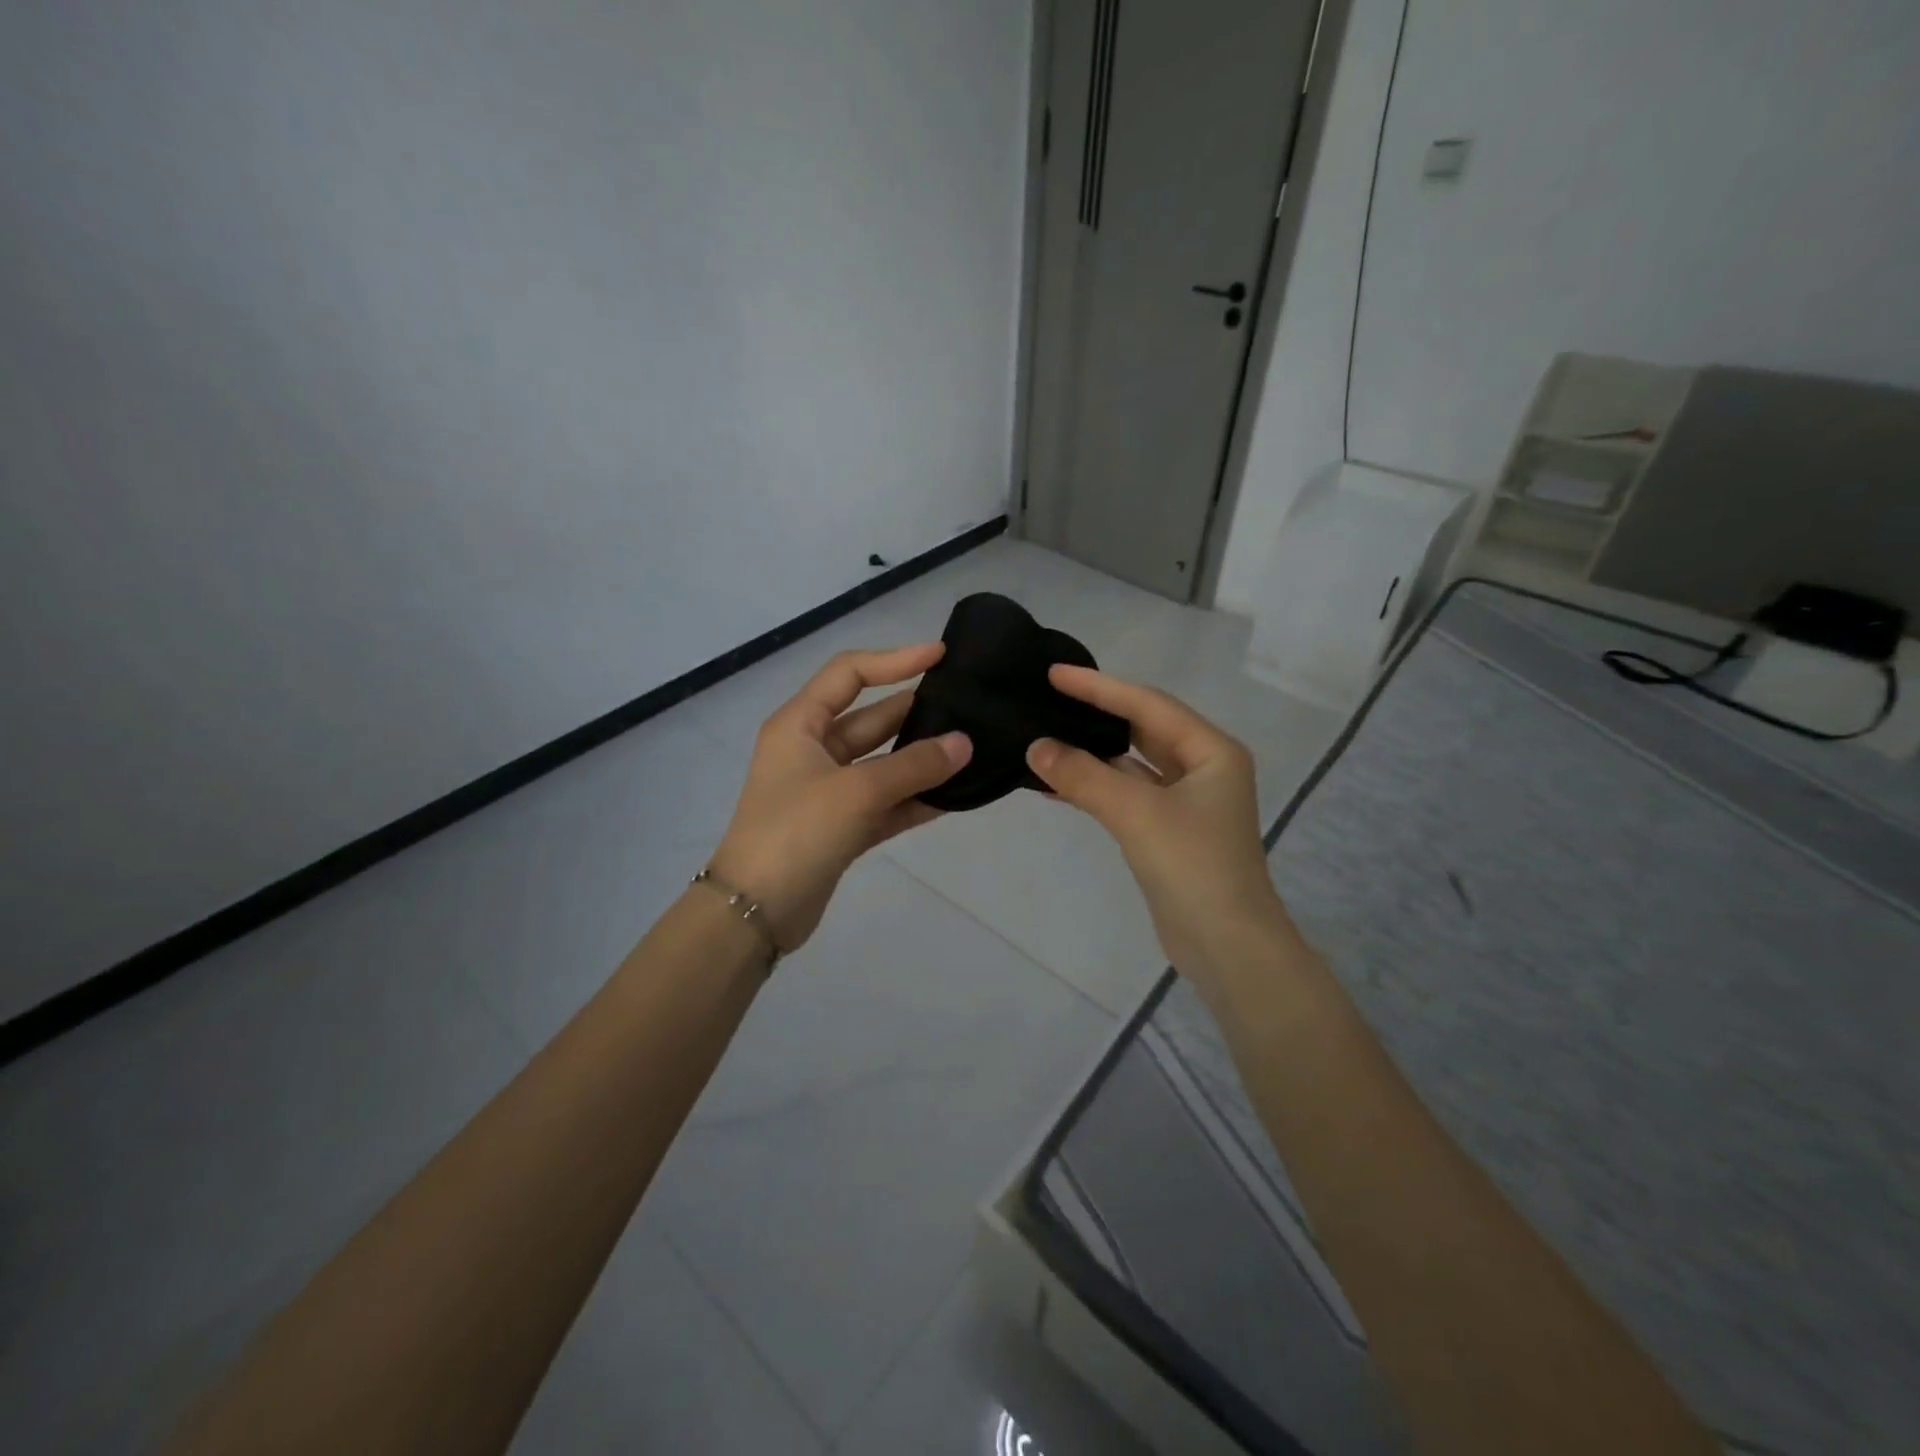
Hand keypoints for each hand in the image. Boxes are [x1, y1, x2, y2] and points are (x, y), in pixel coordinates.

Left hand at [710, 645, 970, 950]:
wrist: (755, 912)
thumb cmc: (797, 832)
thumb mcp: (857, 791)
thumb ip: (914, 765)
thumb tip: (965, 743)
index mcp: (800, 724)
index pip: (850, 674)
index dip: (895, 659)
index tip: (940, 657)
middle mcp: (813, 750)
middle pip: (872, 719)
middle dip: (916, 712)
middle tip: (968, 707)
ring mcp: (828, 790)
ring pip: (883, 763)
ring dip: (921, 759)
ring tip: (972, 749)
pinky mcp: (842, 826)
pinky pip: (886, 802)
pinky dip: (915, 799)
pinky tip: (954, 796)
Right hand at [1025, 666, 1292, 988]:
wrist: (1227, 947)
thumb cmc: (1193, 868)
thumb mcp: (1136, 814)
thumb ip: (1083, 776)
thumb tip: (1035, 747)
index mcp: (1211, 751)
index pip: (1147, 704)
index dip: (1098, 687)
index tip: (1054, 673)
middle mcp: (1203, 768)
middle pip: (1141, 728)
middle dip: (1096, 714)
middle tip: (1048, 698)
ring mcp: (1187, 802)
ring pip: (1131, 765)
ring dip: (1091, 755)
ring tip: (1044, 738)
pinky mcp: (1169, 831)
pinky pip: (1126, 795)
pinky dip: (1095, 788)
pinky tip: (1056, 786)